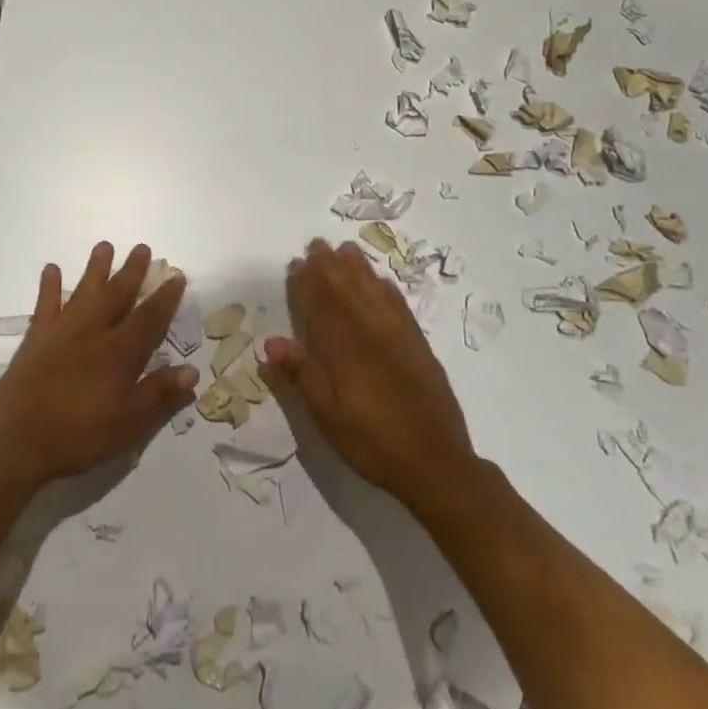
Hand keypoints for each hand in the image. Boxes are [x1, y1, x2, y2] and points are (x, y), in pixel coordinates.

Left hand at [0, 242, 197, 490]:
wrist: (16, 440)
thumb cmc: (78, 435)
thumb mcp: (128, 424)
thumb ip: (159, 395)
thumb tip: (192, 372)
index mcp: (119, 352)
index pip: (149, 318)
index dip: (165, 298)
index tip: (176, 276)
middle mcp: (93, 332)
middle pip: (117, 295)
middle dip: (132, 272)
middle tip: (142, 248)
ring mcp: (62, 331)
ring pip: (84, 291)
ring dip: (96, 269)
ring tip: (104, 246)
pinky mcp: (36, 338)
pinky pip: (45, 305)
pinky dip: (50, 286)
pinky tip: (52, 269)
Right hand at [260, 238, 476, 516]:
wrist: (436, 463)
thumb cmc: (372, 442)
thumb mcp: (327, 416)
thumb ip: (302, 375)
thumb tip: (271, 341)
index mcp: (345, 349)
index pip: (321, 305)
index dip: (307, 283)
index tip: (296, 264)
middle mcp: (371, 333)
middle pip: (347, 290)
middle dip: (329, 266)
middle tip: (316, 245)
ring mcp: (398, 336)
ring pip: (373, 291)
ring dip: (357, 269)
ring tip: (344, 250)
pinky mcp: (418, 345)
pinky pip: (399, 305)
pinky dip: (385, 287)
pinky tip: (380, 281)